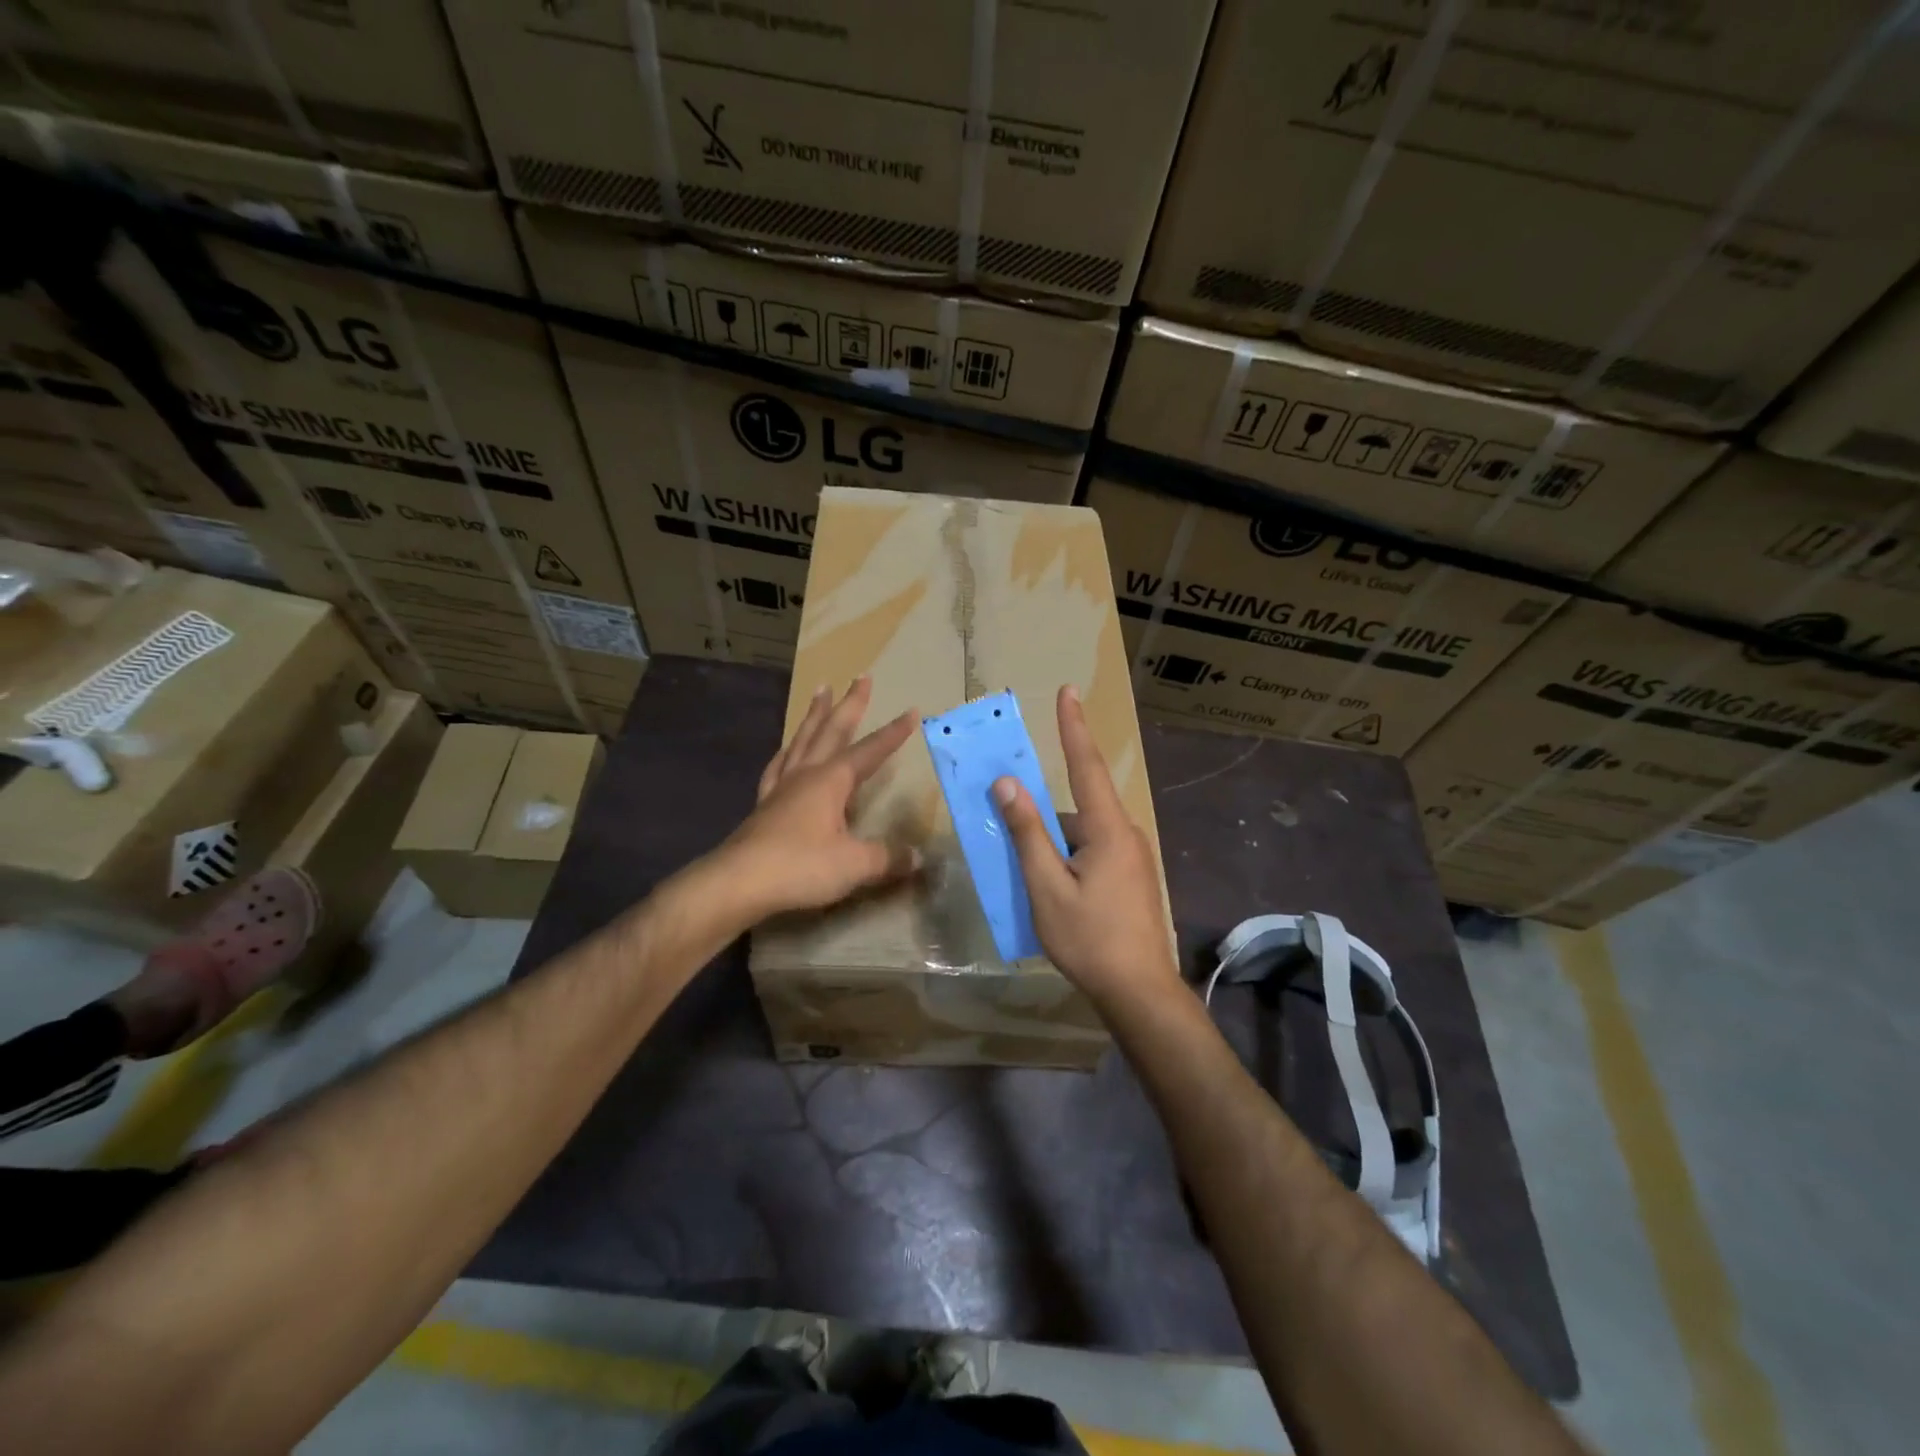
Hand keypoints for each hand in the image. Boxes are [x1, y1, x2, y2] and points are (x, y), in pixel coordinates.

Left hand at [720, 676, 921, 921]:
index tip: (911, 711)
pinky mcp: (764, 805)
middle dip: (850, 703)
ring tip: (820, 692)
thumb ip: (888, 858)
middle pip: (831, 730)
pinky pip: (778, 766)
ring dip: (815, 716)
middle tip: (860, 676)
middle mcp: (806, 774)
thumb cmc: (800, 866)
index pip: (870, 750)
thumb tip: (919, 858)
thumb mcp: (855, 864)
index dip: (893, 733)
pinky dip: (787, 752)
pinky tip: (787, 751)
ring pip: (802, 740)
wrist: (738, 882)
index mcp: (831, 781)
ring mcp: (781, 787)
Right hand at [993, 685, 1177, 1007]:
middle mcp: (1125, 834)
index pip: (1085, 765)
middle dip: (1041, 817)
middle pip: (1075, 809)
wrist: (1139, 991)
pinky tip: (1051, 893)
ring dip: (1052, 847)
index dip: (1073, 727)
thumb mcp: (1047, 886)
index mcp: (1108, 829)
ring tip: (1026, 880)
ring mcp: (1131, 858)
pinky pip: (1091, 854)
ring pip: (1080, 836)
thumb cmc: (1089, 938)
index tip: (1068, 691)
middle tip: (1012, 832)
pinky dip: (1065, 861)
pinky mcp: (1131, 878)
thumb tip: (1008, 784)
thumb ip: (1028, 833)